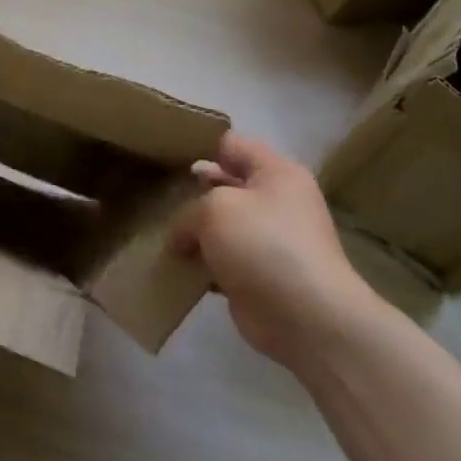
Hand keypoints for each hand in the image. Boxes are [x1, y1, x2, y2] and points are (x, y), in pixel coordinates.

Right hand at [172, 132, 381, 367]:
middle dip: (192, 193)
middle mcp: (277, 201)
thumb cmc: (263, 245)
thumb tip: (184, 236)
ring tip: (159, 233)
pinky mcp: (259, 275)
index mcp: (276, 173)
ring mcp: (269, 241)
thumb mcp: (214, 209)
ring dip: (194, 233)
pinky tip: (174, 266)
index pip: (232, 144)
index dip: (199, 147)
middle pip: (225, 185)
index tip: (164, 158)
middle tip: (154, 197)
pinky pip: (221, 260)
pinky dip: (201, 264)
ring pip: (221, 225)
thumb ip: (189, 210)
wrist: (306, 317)